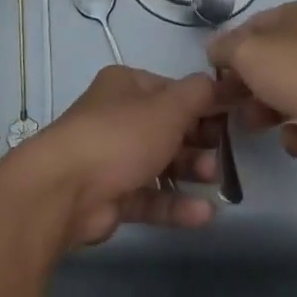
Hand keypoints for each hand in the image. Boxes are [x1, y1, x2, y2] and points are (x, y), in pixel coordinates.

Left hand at [17, 66, 222, 247]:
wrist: (65, 190)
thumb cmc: (121, 136)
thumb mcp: (169, 107)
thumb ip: (200, 94)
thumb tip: (220, 83)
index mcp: (126, 86)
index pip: (172, 90)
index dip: (202, 104)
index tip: (231, 118)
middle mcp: (117, 117)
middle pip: (167, 128)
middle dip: (198, 141)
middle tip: (221, 154)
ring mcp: (112, 158)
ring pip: (160, 163)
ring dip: (189, 171)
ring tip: (212, 180)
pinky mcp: (111, 196)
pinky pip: (150, 197)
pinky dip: (175, 204)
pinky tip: (204, 214)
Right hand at [207, 0, 296, 166]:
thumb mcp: (248, 51)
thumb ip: (224, 48)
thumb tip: (214, 49)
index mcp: (295, 17)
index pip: (253, 27)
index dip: (230, 48)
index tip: (214, 74)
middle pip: (270, 62)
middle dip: (245, 84)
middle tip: (226, 104)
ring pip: (289, 93)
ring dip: (266, 110)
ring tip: (253, 125)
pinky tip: (292, 138)